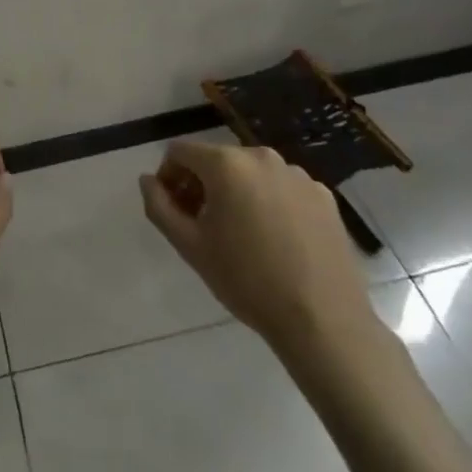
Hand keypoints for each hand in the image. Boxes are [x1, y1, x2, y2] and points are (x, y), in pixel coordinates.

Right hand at [140, 141, 377, 352]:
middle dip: (202, 185)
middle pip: (217, 160)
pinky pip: (282, 188)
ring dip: (236, 193)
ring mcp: (297, 174)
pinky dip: (270, 203)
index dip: (168, 177)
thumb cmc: (247, 280)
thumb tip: (147, 180)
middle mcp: (262, 156)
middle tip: (203, 226)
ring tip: (242, 237)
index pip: (180, 151)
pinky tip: (276, 241)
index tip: (174, 211)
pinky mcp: (323, 195)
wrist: (323, 320)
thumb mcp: (190, 246)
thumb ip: (159, 206)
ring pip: (251, 174)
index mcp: (226, 163)